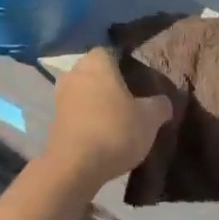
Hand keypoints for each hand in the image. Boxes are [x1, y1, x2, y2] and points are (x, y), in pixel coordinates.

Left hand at [47, 48, 174, 190]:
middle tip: (134, 99)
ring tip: (120, 119)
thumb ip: (160, 105)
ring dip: (98, 102)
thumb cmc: (115, 130)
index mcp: (97, 62)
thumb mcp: (149, 118)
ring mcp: (60, 96)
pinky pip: (76, 111)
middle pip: (97, 72)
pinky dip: (88, 118)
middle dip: (112, 83)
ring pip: (85, 92)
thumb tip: (164, 102)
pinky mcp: (54, 119)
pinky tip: (103, 133)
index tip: (141, 80)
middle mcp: (74, 72)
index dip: (128, 64)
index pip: (113, 52)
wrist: (74, 167)